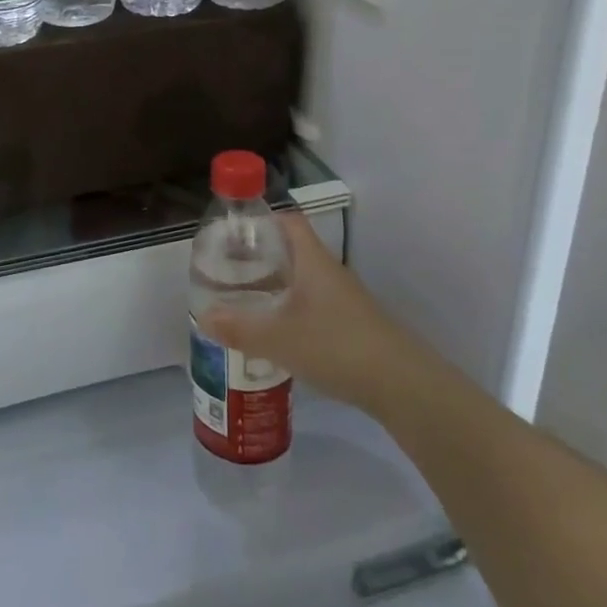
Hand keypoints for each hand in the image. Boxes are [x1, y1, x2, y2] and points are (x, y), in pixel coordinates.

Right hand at [199, 212, 418, 415]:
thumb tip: (203, 316)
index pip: (288, 222)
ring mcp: (344, 301)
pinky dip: (291, 311)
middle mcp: (329, 273)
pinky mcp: (351, 327)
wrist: (403, 386)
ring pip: (302, 281)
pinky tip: (275, 333)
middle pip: (292, 251)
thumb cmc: (337, 346)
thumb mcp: (280, 338)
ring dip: (275, 286)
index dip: (262, 219)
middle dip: (261, 257)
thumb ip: (240, 328)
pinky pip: (313, 307)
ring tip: (243, 300)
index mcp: (313, 261)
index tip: (233, 231)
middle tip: (228, 268)